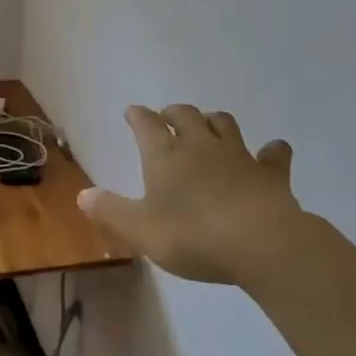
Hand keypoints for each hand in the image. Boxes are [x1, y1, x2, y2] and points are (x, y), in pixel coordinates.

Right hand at [77, 105, 312, 284]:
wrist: (261, 243)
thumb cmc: (192, 235)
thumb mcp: (140, 230)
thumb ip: (110, 211)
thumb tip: (82, 194)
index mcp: (165, 155)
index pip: (146, 124)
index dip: (137, 116)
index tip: (132, 112)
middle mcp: (200, 145)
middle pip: (185, 115)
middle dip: (173, 113)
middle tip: (167, 118)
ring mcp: (238, 155)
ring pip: (224, 124)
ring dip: (213, 121)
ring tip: (208, 127)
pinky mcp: (270, 173)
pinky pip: (273, 154)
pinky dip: (271, 151)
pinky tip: (272, 152)